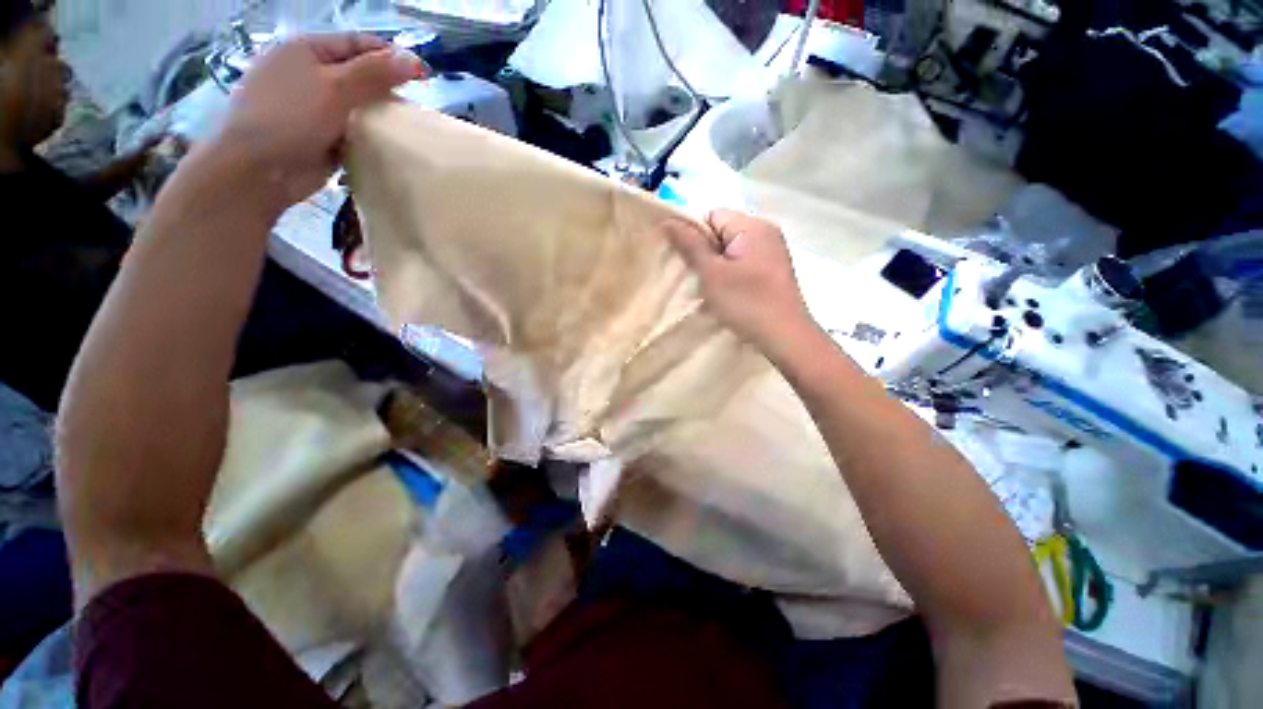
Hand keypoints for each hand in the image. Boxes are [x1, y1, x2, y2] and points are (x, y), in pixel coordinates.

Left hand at [209, 33, 422, 212]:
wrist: (258, 170)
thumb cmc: (290, 117)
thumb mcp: (334, 88)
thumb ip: (375, 74)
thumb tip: (414, 60)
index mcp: (307, 50)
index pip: (358, 44)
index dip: (390, 56)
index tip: (423, 76)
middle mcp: (310, 74)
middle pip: (359, 76)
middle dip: (387, 91)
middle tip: (414, 108)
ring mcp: (315, 107)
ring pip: (359, 107)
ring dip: (380, 118)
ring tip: (406, 129)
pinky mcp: (323, 136)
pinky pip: (354, 132)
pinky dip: (370, 138)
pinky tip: (388, 145)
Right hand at [662, 209, 815, 354]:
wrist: (785, 337)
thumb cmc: (746, 302)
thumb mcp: (712, 273)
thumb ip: (690, 245)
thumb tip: (667, 220)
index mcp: (752, 226)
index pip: (712, 216)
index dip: (694, 235)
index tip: (687, 261)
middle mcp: (766, 233)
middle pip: (723, 232)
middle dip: (705, 252)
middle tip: (695, 276)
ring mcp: (772, 253)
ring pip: (732, 250)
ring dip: (717, 266)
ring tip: (709, 288)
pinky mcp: (774, 272)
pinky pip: (744, 263)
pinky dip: (731, 274)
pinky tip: (727, 293)